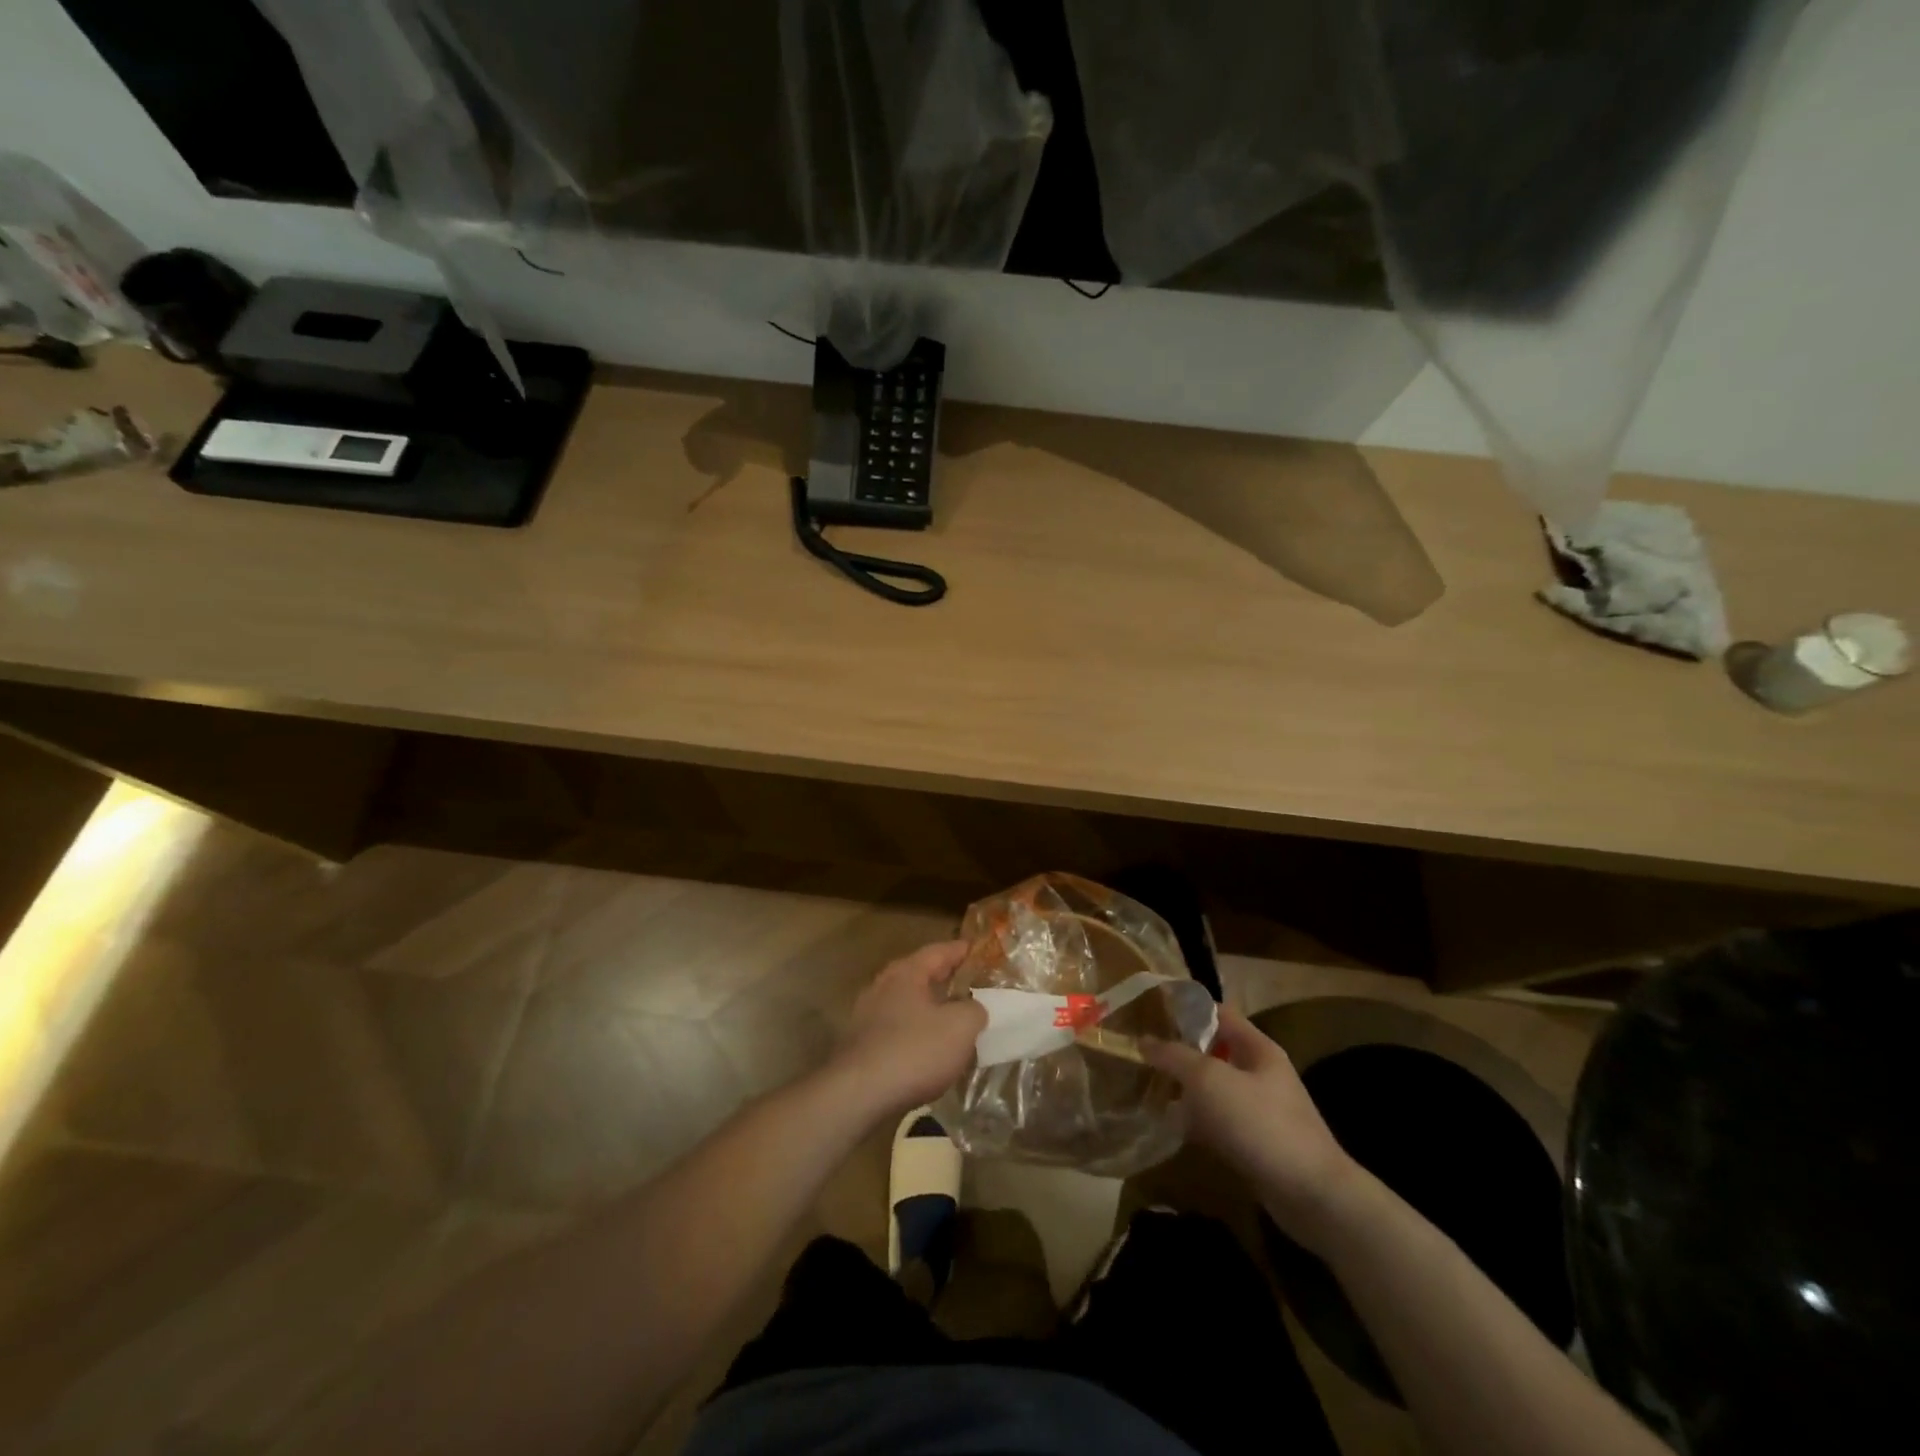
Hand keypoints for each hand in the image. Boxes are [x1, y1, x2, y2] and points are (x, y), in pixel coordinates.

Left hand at [828, 941, 985, 1123]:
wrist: (858, 1095)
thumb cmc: (914, 1050)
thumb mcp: (960, 1027)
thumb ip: (974, 1010)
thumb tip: (974, 1008)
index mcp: (906, 972)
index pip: (939, 951)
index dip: (962, 950)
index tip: (981, 952)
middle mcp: (883, 986)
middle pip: (920, 975)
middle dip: (945, 980)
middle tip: (972, 985)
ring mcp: (867, 1016)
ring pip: (907, 1004)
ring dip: (930, 1009)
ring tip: (954, 1020)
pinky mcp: (861, 1045)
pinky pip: (897, 1029)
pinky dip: (916, 1032)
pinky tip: (930, 1050)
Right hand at [1143, 1007, 1363, 1252]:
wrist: (1312, 1197)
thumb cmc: (1260, 1124)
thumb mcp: (1209, 1080)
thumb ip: (1175, 1056)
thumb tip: (1144, 1040)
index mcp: (1257, 1048)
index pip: (1218, 1013)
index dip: (1186, 1008)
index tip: (1150, 1011)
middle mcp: (1261, 1073)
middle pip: (1215, 1051)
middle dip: (1180, 1050)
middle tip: (1142, 1052)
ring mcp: (1261, 1110)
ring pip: (1215, 1088)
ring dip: (1186, 1088)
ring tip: (1148, 1086)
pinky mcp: (1257, 1144)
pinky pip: (1220, 1121)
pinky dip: (1197, 1121)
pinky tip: (1172, 1126)